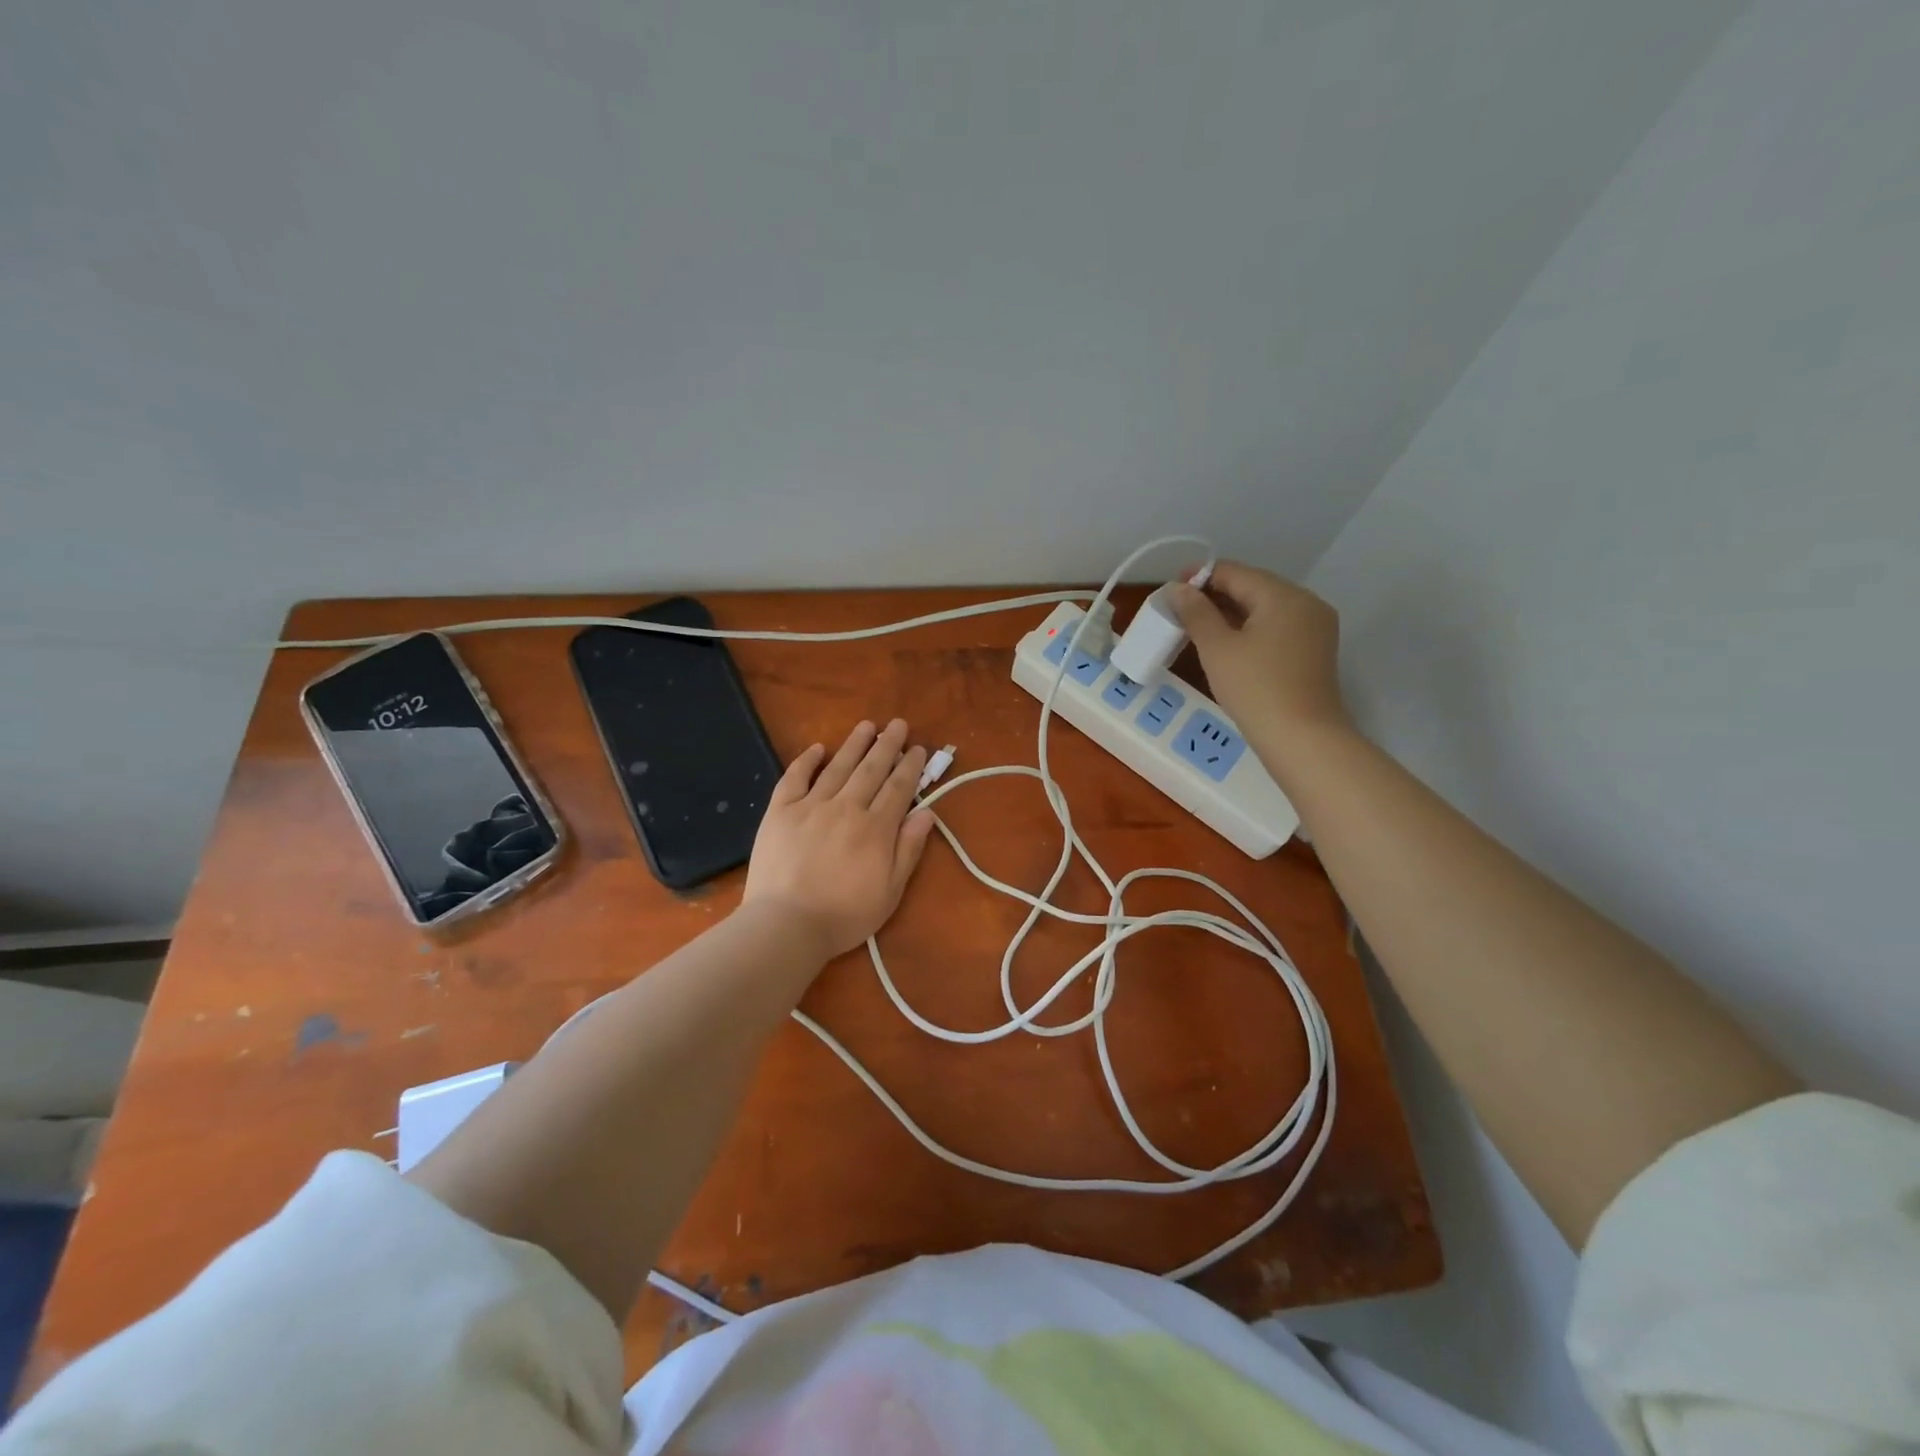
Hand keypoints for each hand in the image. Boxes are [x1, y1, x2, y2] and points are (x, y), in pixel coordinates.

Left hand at [743, 719, 936, 958]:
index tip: (918, 748)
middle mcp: (847, 808)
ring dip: (854, 744)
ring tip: (867, 726)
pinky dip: (806, 761)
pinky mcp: (780, 811)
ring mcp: (811, 806)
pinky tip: (817, 748)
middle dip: (888, 745)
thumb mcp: (890, 891)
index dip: (910, 766)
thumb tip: (927, 813)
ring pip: (838, 767)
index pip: (898, 788)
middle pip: (871, 769)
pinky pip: (795, 778)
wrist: (786, 924)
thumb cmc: (844, 915)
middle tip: (898, 724)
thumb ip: (909, 849)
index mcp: (876, 828)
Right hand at [1170, 562, 1352, 748]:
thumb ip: (1196, 612)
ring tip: (1198, 628)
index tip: (1171, 591)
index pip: (1235, 572)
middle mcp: (1306, 603)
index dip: (1200, 577)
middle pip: (1253, 587)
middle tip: (1180, 612)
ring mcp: (1315, 627)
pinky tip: (1228, 644)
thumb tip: (1179, 588)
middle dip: (1215, 595)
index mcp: (1283, 595)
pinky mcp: (1314, 651)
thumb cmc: (1255, 689)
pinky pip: (1276, 627)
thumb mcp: (1217, 648)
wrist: (1302, 739)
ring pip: (1265, 608)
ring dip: (1231, 613)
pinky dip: (1250, 629)